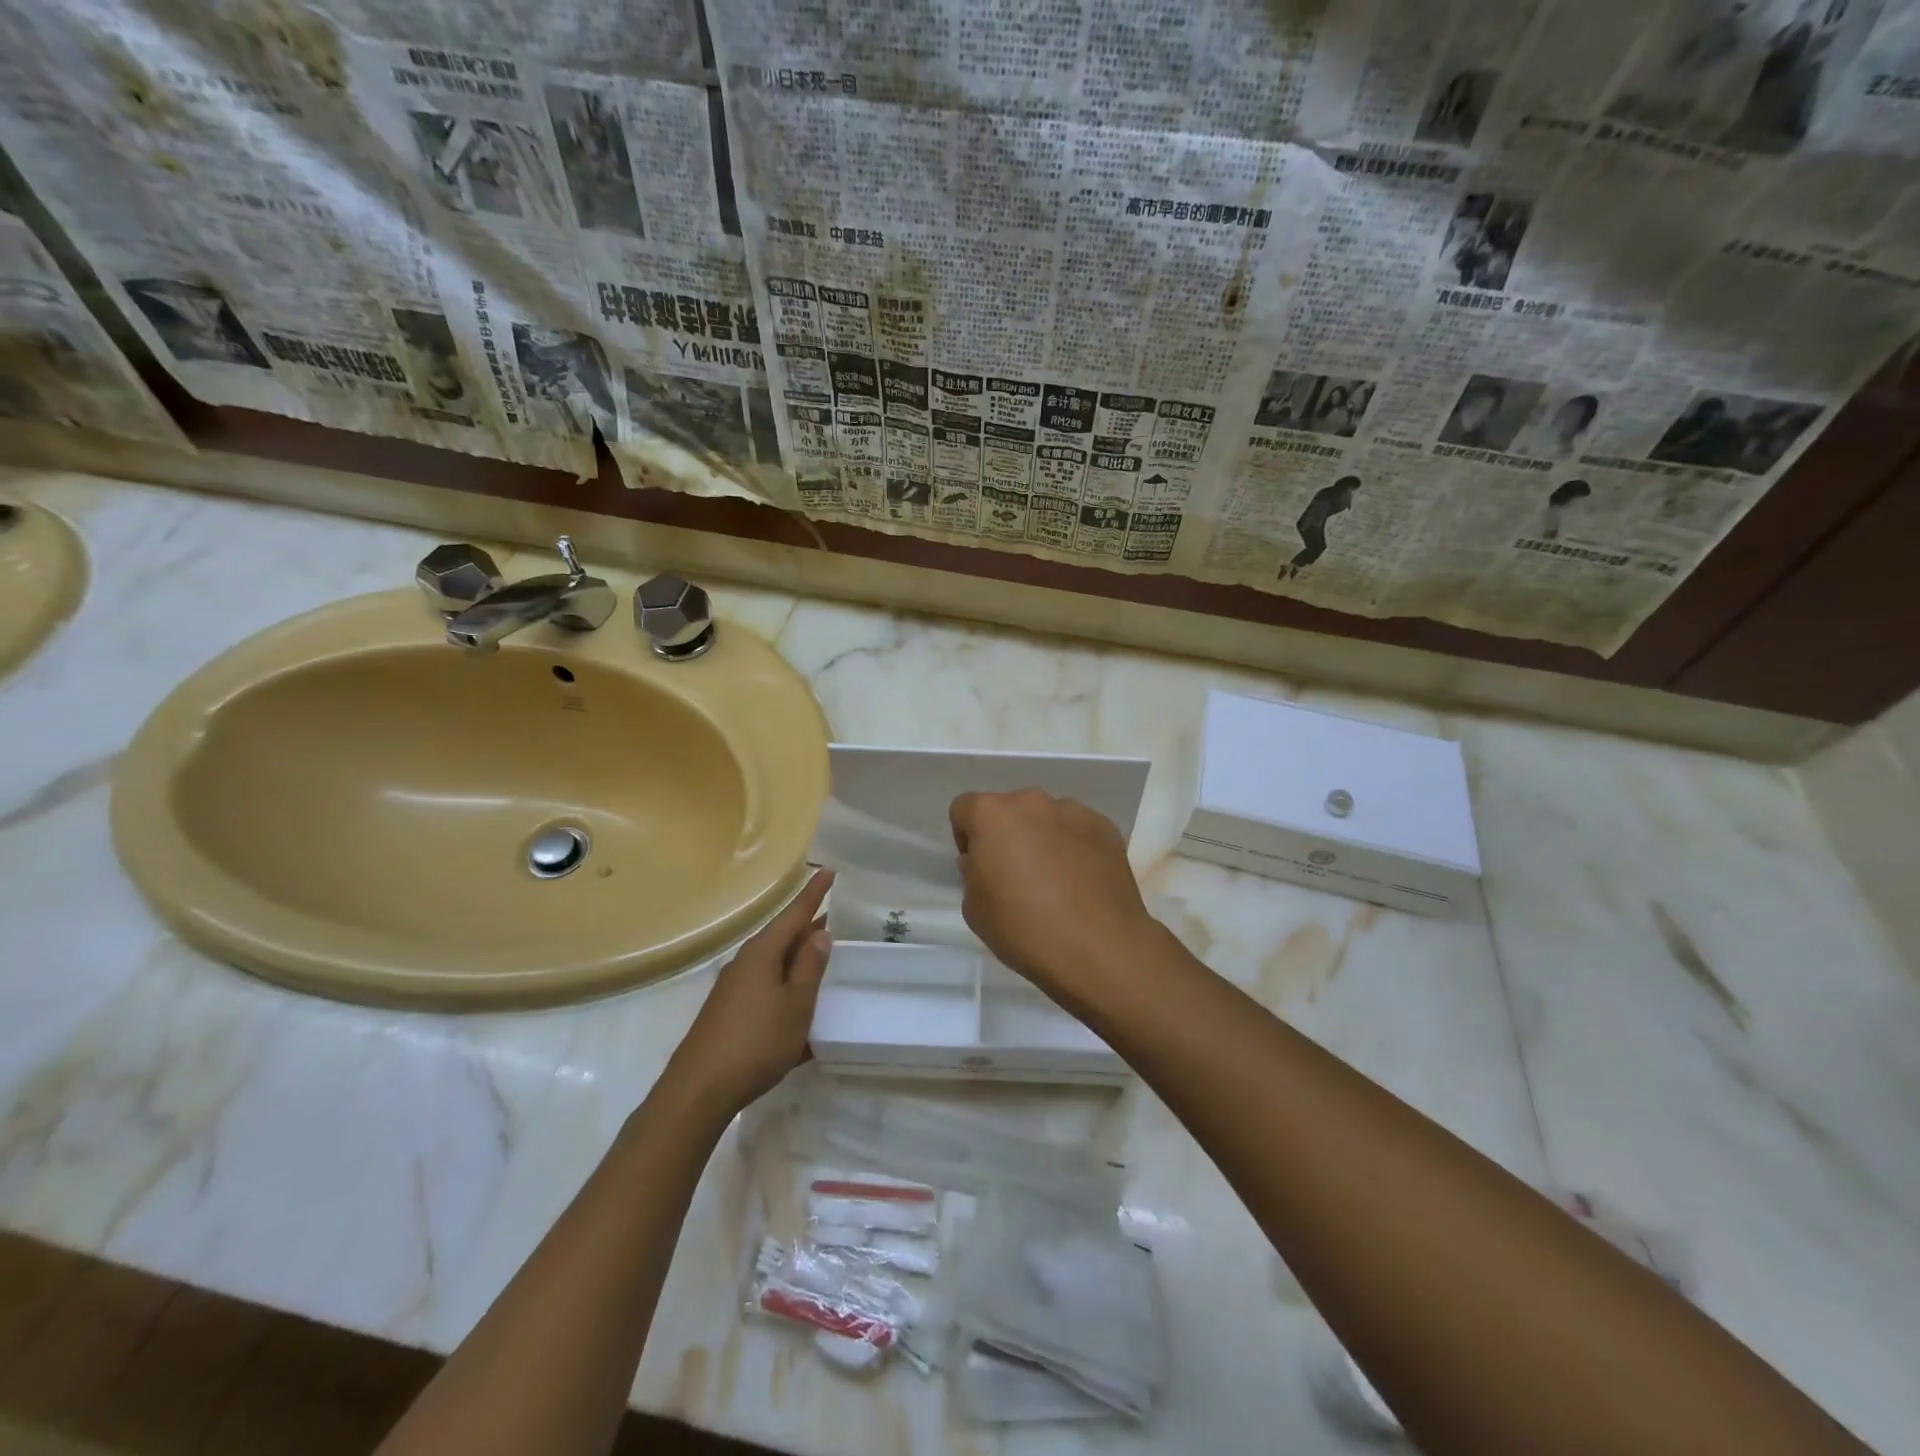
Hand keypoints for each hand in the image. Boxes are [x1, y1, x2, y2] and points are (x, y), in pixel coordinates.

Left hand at [667, 870, 833, 1115]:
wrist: (699, 1090)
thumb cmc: (756, 1042)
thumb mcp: (796, 1004)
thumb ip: (810, 967)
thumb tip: (819, 933)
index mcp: (762, 953)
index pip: (794, 914)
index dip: (813, 894)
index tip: (828, 870)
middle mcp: (745, 963)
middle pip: (782, 937)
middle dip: (807, 928)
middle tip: (835, 918)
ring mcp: (734, 988)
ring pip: (774, 963)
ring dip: (798, 959)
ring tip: (822, 958)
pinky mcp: (729, 1012)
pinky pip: (765, 987)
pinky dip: (786, 986)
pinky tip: (798, 1006)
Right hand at [949, 789, 1160, 1005]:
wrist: (1099, 950)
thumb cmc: (1024, 929)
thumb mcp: (974, 909)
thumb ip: (973, 873)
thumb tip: (988, 862)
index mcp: (992, 815)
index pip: (964, 809)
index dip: (966, 837)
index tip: (979, 868)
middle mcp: (1032, 802)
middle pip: (1009, 810)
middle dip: (1007, 835)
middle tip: (1016, 876)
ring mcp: (1073, 811)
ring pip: (1046, 818)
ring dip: (1042, 838)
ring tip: (1055, 881)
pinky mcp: (1106, 827)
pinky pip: (1078, 830)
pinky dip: (1074, 847)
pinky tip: (1081, 883)